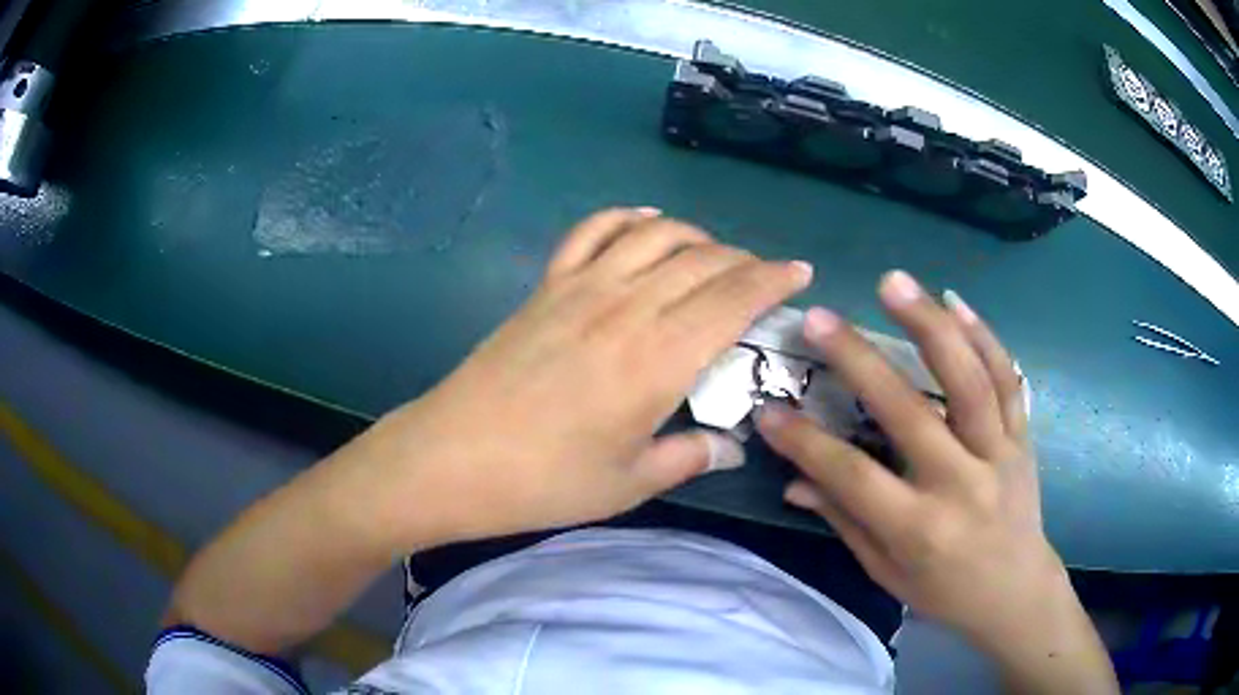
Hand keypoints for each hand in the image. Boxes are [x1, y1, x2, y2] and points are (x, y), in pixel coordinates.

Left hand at [366, 208, 811, 545]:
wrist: (453, 458)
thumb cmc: (545, 480)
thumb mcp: (629, 483)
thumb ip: (688, 456)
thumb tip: (731, 446)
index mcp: (660, 357)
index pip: (734, 298)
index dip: (772, 279)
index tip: (798, 272)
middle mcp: (629, 307)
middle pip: (702, 260)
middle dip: (744, 261)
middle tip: (762, 276)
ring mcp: (582, 287)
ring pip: (655, 235)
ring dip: (695, 236)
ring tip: (712, 254)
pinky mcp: (546, 286)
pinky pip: (592, 231)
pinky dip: (626, 218)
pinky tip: (645, 222)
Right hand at [756, 271, 1061, 642]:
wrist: (1015, 592)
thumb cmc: (944, 590)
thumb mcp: (886, 572)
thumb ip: (845, 521)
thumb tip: (795, 482)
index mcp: (920, 530)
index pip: (853, 477)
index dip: (806, 443)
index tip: (769, 409)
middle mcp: (961, 486)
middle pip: (909, 414)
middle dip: (858, 361)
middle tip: (818, 318)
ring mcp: (999, 455)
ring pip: (969, 381)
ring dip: (929, 325)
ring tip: (893, 282)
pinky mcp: (1022, 437)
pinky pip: (1007, 379)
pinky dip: (983, 336)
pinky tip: (954, 301)